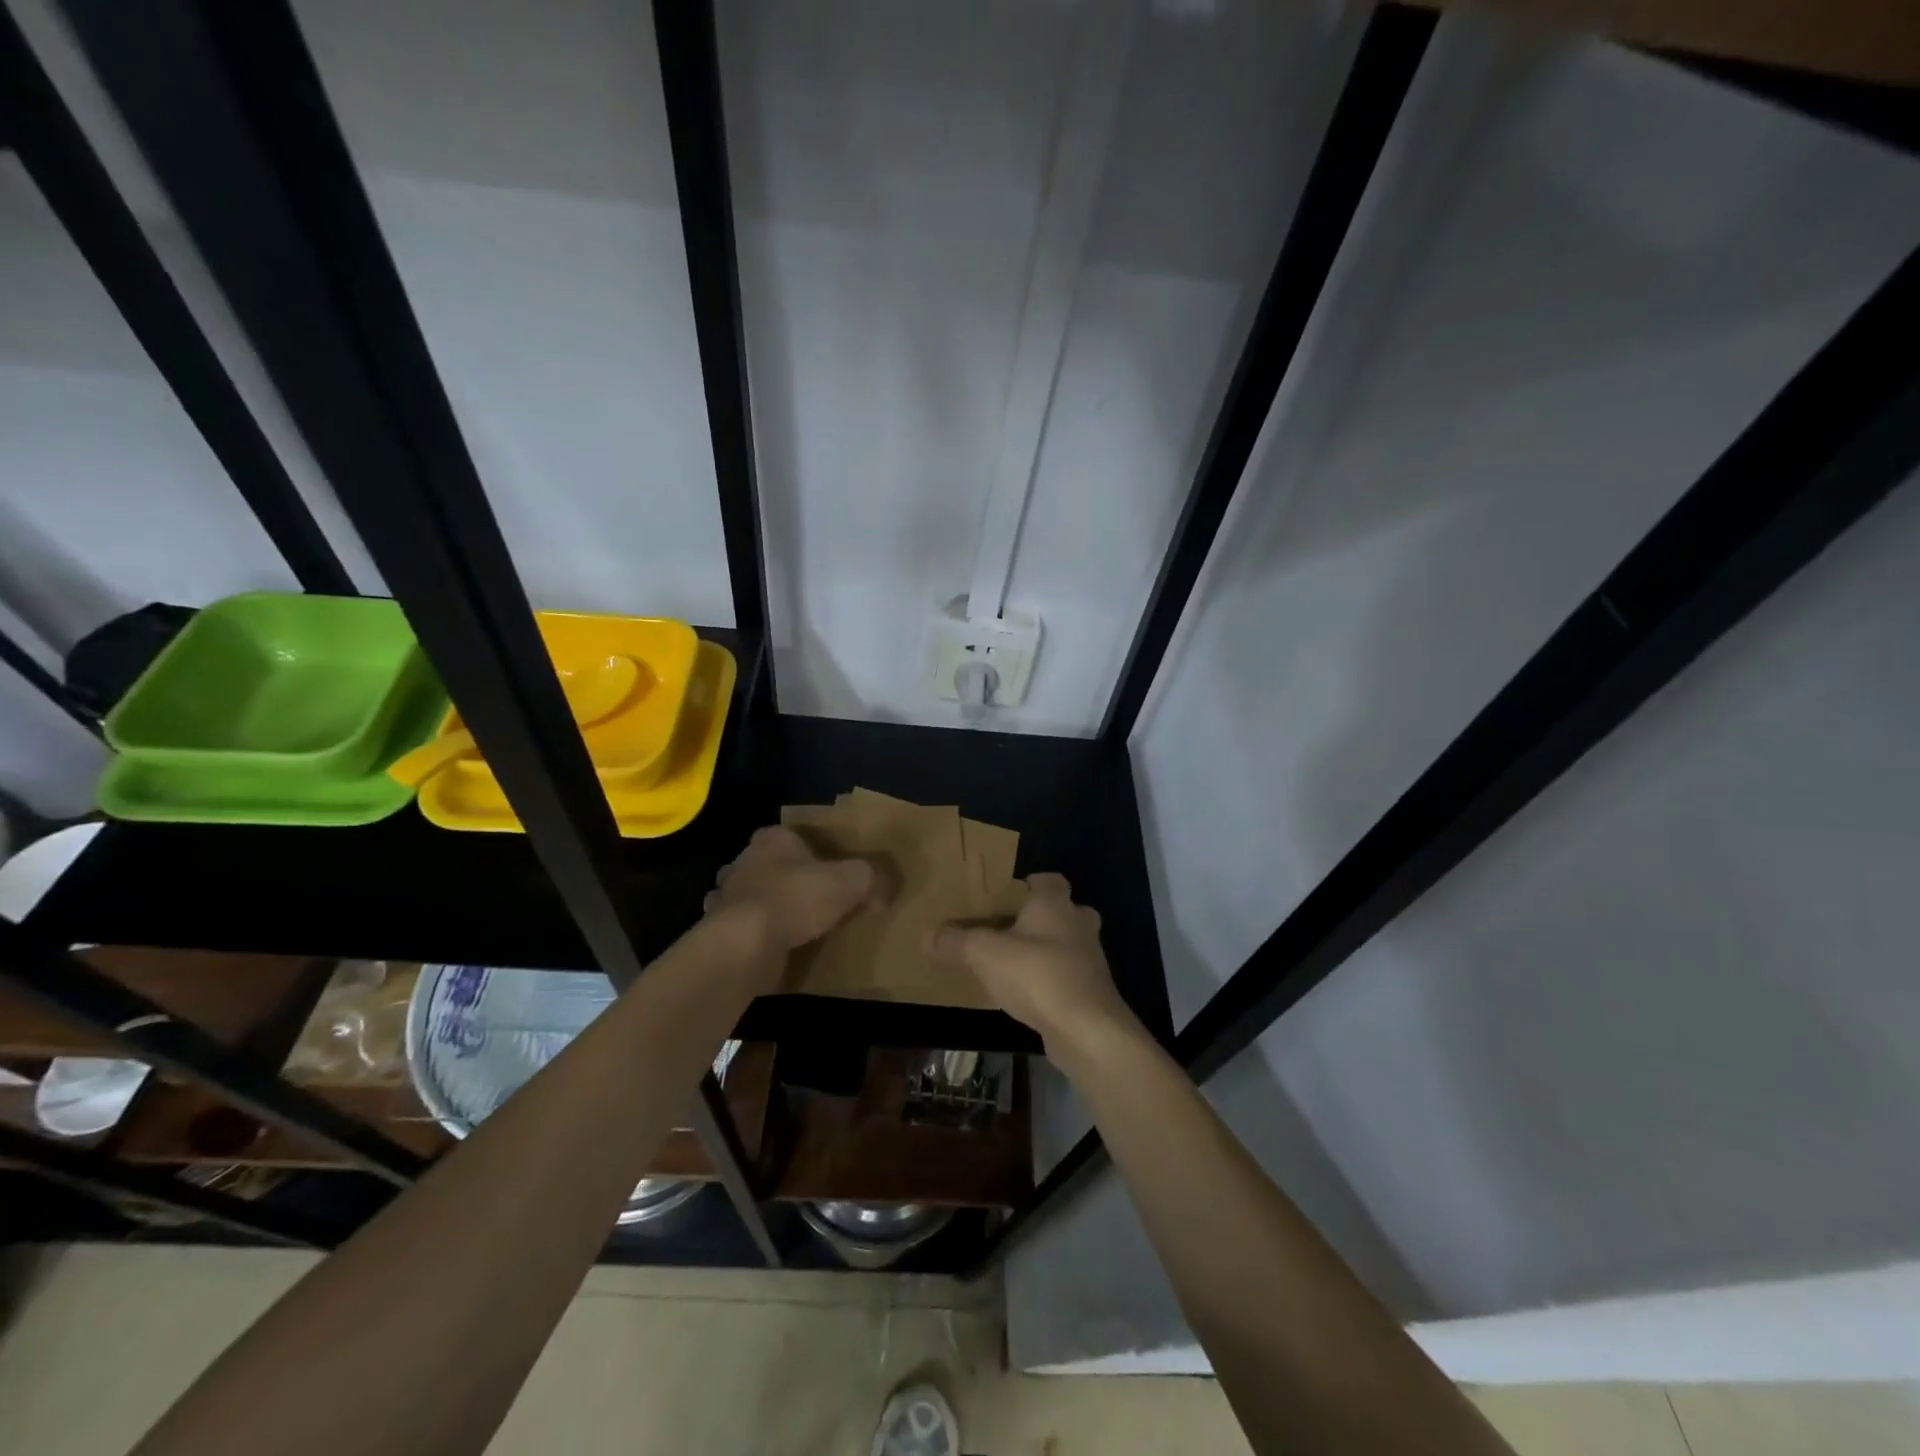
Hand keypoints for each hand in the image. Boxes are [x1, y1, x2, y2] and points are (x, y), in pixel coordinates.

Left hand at [704, 826, 877, 966]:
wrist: (747, 943)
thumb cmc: (797, 897)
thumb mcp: (851, 881)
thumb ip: (870, 878)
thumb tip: (884, 890)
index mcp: (773, 839)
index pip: (793, 836)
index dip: (812, 851)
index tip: (829, 869)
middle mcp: (744, 861)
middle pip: (769, 865)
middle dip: (786, 879)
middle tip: (814, 899)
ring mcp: (726, 897)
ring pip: (751, 896)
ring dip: (767, 907)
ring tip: (794, 926)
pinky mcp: (719, 930)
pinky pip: (743, 928)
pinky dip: (755, 935)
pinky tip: (773, 948)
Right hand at [928, 873, 1143, 1067]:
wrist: (1086, 1029)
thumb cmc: (1036, 974)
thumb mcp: (984, 953)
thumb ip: (956, 941)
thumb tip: (927, 935)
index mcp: (1055, 903)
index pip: (1049, 879)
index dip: (1030, 884)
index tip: (1008, 895)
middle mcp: (1078, 924)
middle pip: (1063, 910)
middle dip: (1041, 918)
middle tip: (1011, 929)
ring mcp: (1091, 959)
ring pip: (1068, 944)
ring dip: (1047, 951)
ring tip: (1014, 963)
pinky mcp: (1093, 991)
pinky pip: (1069, 975)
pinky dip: (1051, 980)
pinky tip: (1028, 994)